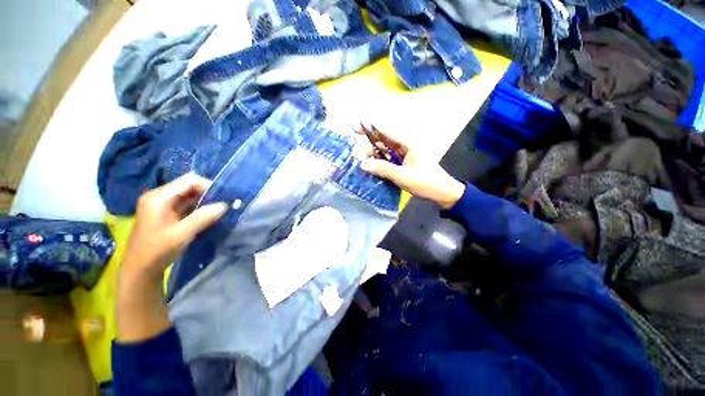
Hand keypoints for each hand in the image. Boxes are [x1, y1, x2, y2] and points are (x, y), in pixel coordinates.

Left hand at [122, 172, 228, 280]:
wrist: (140, 270)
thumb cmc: (157, 251)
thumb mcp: (182, 235)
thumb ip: (203, 217)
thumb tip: (225, 205)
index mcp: (159, 197)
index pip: (189, 180)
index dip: (208, 186)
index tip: (223, 198)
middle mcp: (159, 196)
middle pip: (189, 185)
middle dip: (208, 193)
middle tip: (223, 205)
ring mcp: (162, 204)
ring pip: (189, 194)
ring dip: (205, 201)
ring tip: (218, 210)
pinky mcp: (166, 212)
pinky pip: (186, 203)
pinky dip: (199, 207)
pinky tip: (208, 215)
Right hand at [357, 128, 465, 208]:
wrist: (442, 193)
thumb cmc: (426, 182)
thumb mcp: (403, 176)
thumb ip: (383, 169)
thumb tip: (362, 164)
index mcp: (407, 144)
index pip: (385, 132)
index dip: (369, 129)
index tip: (354, 130)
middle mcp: (404, 147)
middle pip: (382, 143)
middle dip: (368, 147)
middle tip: (356, 157)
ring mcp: (403, 156)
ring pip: (383, 152)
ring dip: (372, 157)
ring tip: (360, 163)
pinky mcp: (402, 165)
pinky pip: (387, 161)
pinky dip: (378, 164)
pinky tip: (370, 169)